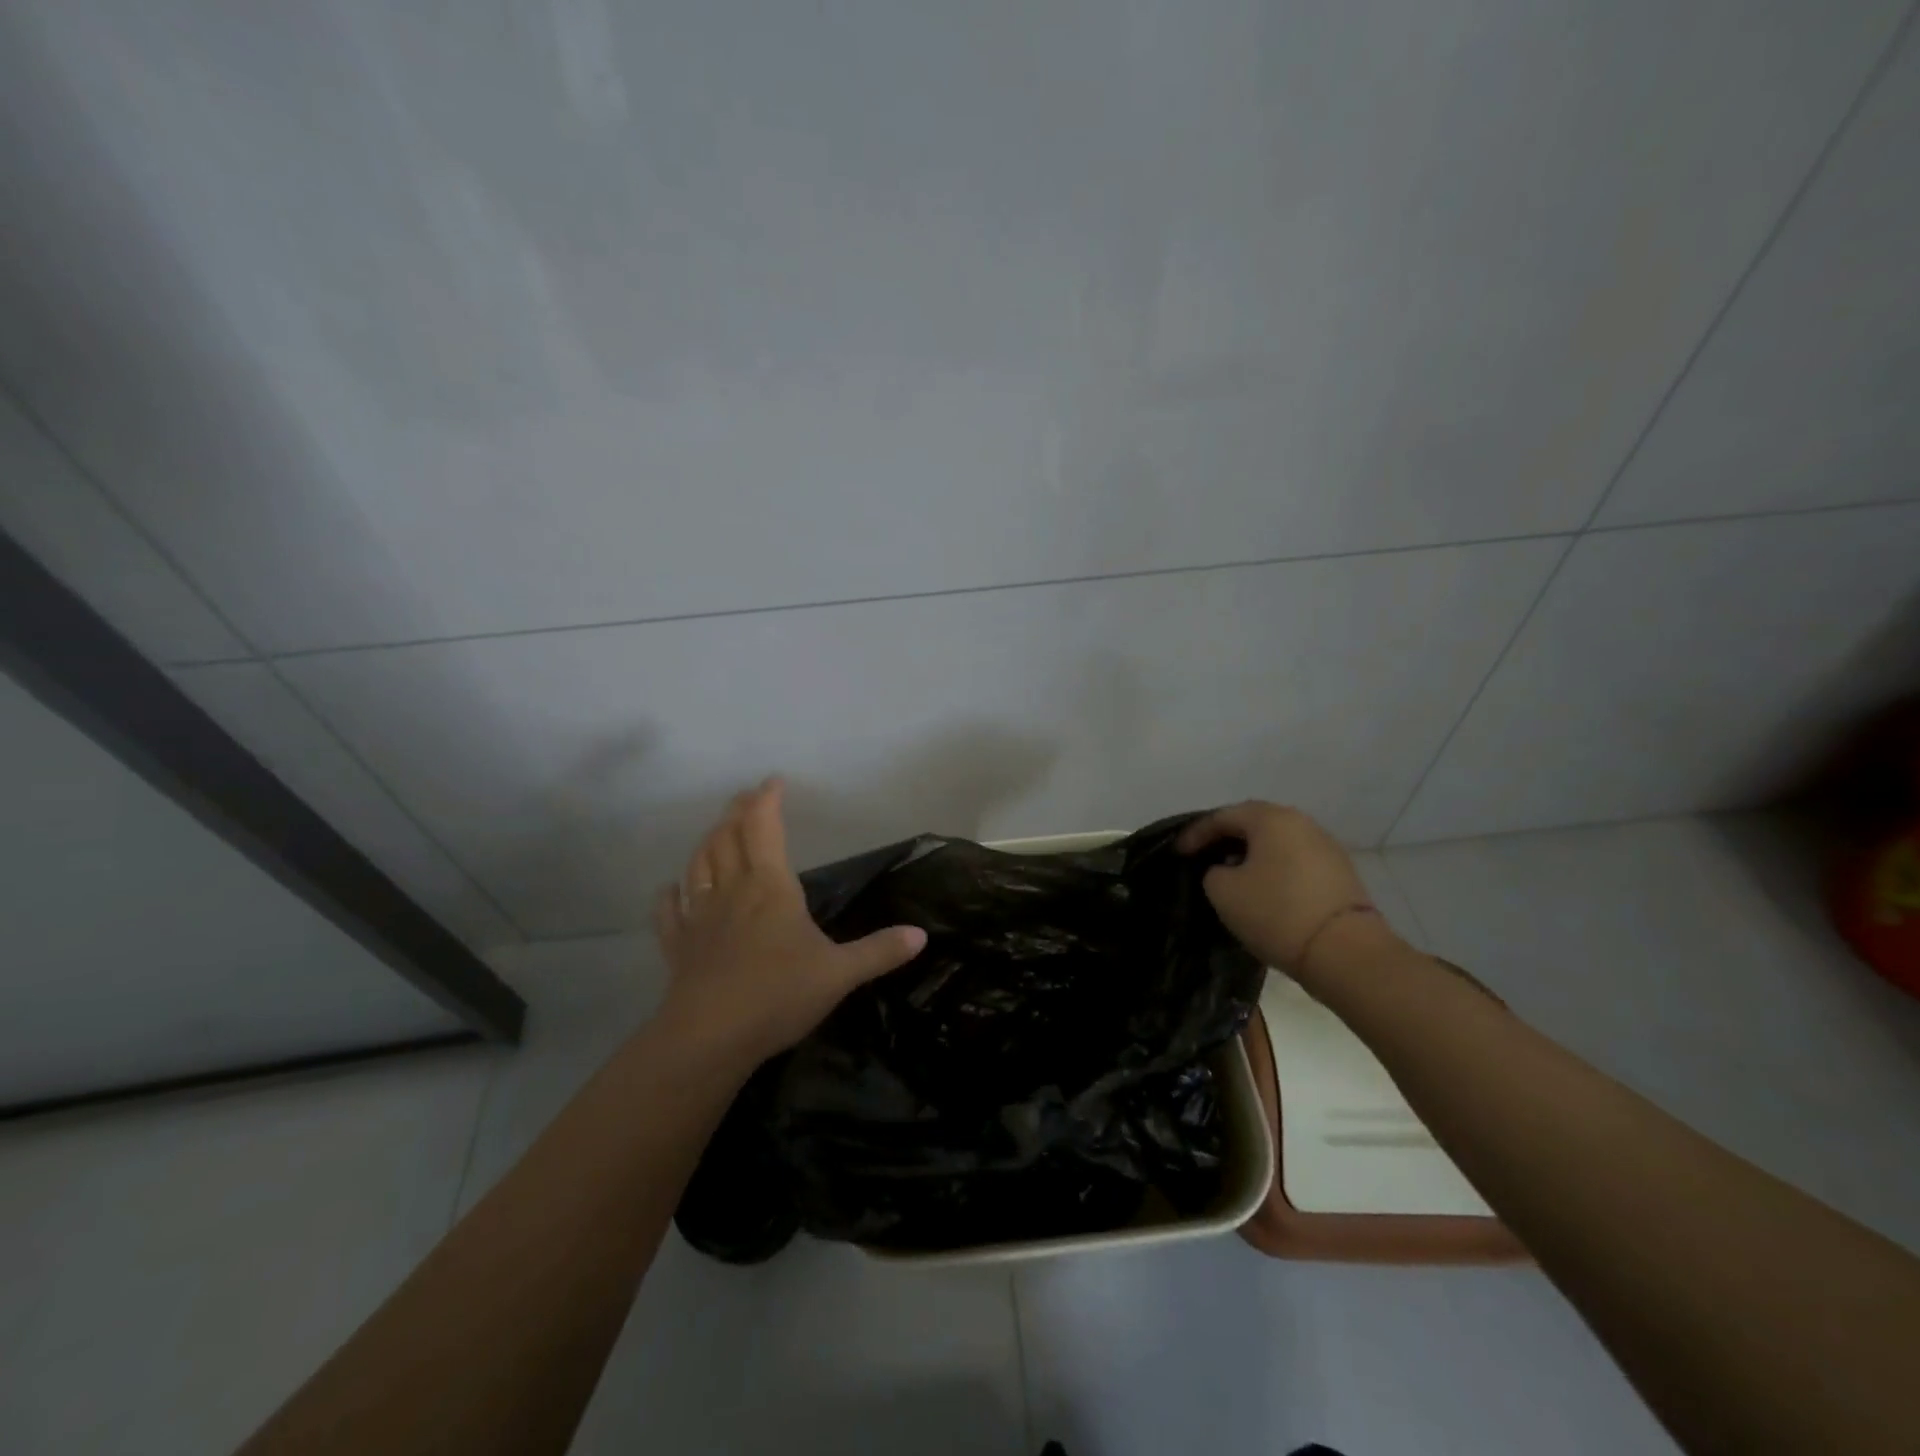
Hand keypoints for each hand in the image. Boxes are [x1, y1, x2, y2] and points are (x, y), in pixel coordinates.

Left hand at [652, 778, 926, 1065]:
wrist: (709, 1037)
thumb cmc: (778, 994)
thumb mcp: (840, 973)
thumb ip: (879, 951)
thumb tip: (921, 934)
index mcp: (770, 887)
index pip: (764, 828)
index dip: (766, 800)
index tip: (773, 781)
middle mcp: (732, 891)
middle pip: (727, 838)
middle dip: (736, 812)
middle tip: (744, 797)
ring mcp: (699, 918)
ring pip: (698, 866)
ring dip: (707, 842)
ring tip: (716, 831)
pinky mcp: (678, 947)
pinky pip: (669, 912)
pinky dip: (670, 895)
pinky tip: (671, 889)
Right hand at [1177, 801, 1389, 973]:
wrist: (1345, 953)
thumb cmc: (1276, 913)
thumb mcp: (1223, 891)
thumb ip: (1214, 872)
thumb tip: (1227, 870)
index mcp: (1270, 818)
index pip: (1222, 817)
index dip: (1195, 834)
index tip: (1178, 853)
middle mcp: (1301, 822)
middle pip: (1253, 824)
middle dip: (1225, 839)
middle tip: (1204, 856)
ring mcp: (1325, 847)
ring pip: (1276, 842)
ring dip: (1251, 854)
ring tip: (1232, 874)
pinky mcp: (1339, 873)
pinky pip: (1295, 861)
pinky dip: (1273, 869)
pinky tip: (1263, 889)